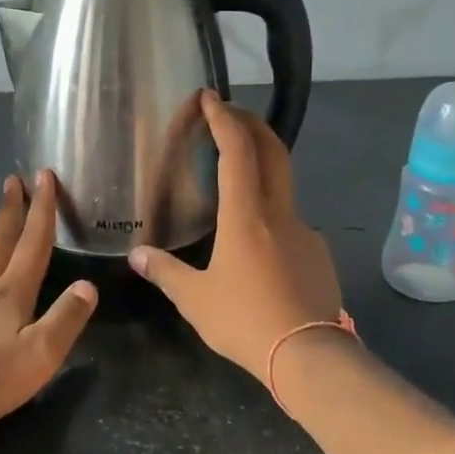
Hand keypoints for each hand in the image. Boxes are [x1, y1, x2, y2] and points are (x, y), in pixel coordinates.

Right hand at [130, 92, 343, 384]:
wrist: (309, 355)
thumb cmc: (245, 320)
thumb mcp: (195, 299)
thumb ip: (165, 272)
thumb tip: (137, 256)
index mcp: (245, 215)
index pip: (236, 151)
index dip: (223, 119)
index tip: (209, 98)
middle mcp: (278, 213)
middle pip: (272, 152)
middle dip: (251, 125)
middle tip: (229, 114)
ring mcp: (304, 231)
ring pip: (283, 186)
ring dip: (262, 168)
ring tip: (237, 180)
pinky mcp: (317, 254)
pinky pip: (291, 221)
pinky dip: (271, 213)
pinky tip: (258, 243)